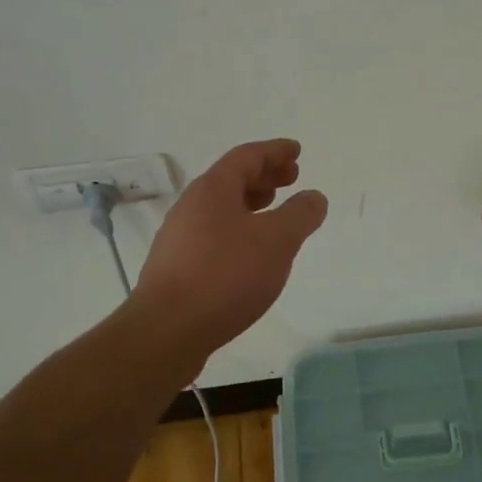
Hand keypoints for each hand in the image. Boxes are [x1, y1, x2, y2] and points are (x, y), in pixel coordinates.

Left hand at [131, 139, 327, 357]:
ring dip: (251, 203)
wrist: (167, 330)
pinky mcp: (177, 266)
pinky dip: (238, 228)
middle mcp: (192, 206)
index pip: (247, 156)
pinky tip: (251, 252)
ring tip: (274, 211)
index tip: (296, 151)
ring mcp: (180, 237)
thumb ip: (300, 215)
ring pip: (222, 208)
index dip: (275, 151)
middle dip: (264, 175)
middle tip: (291, 178)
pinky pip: (214, 233)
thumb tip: (314, 197)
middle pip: (232, 179)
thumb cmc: (226, 276)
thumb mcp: (277, 241)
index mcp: (213, 189)